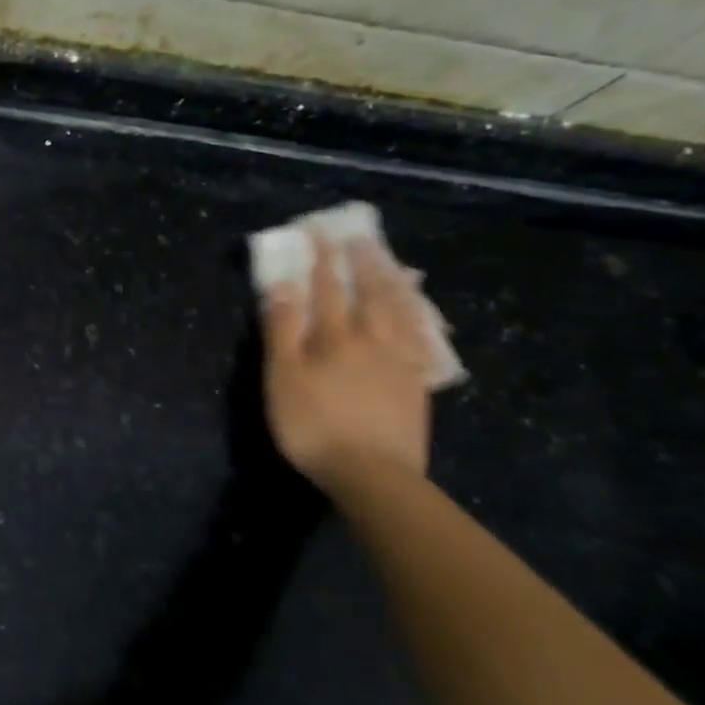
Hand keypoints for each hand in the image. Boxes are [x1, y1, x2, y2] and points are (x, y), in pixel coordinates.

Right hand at [260, 237, 431, 489]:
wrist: (373, 474)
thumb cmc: (314, 425)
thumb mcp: (282, 377)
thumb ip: (282, 329)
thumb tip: (282, 284)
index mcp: (335, 336)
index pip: (327, 286)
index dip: (321, 258)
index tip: (317, 231)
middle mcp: (373, 338)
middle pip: (371, 291)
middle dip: (362, 261)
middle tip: (360, 236)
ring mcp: (401, 360)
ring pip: (401, 310)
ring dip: (394, 281)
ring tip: (392, 262)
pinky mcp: (417, 383)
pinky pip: (422, 338)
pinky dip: (419, 317)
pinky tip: (420, 313)